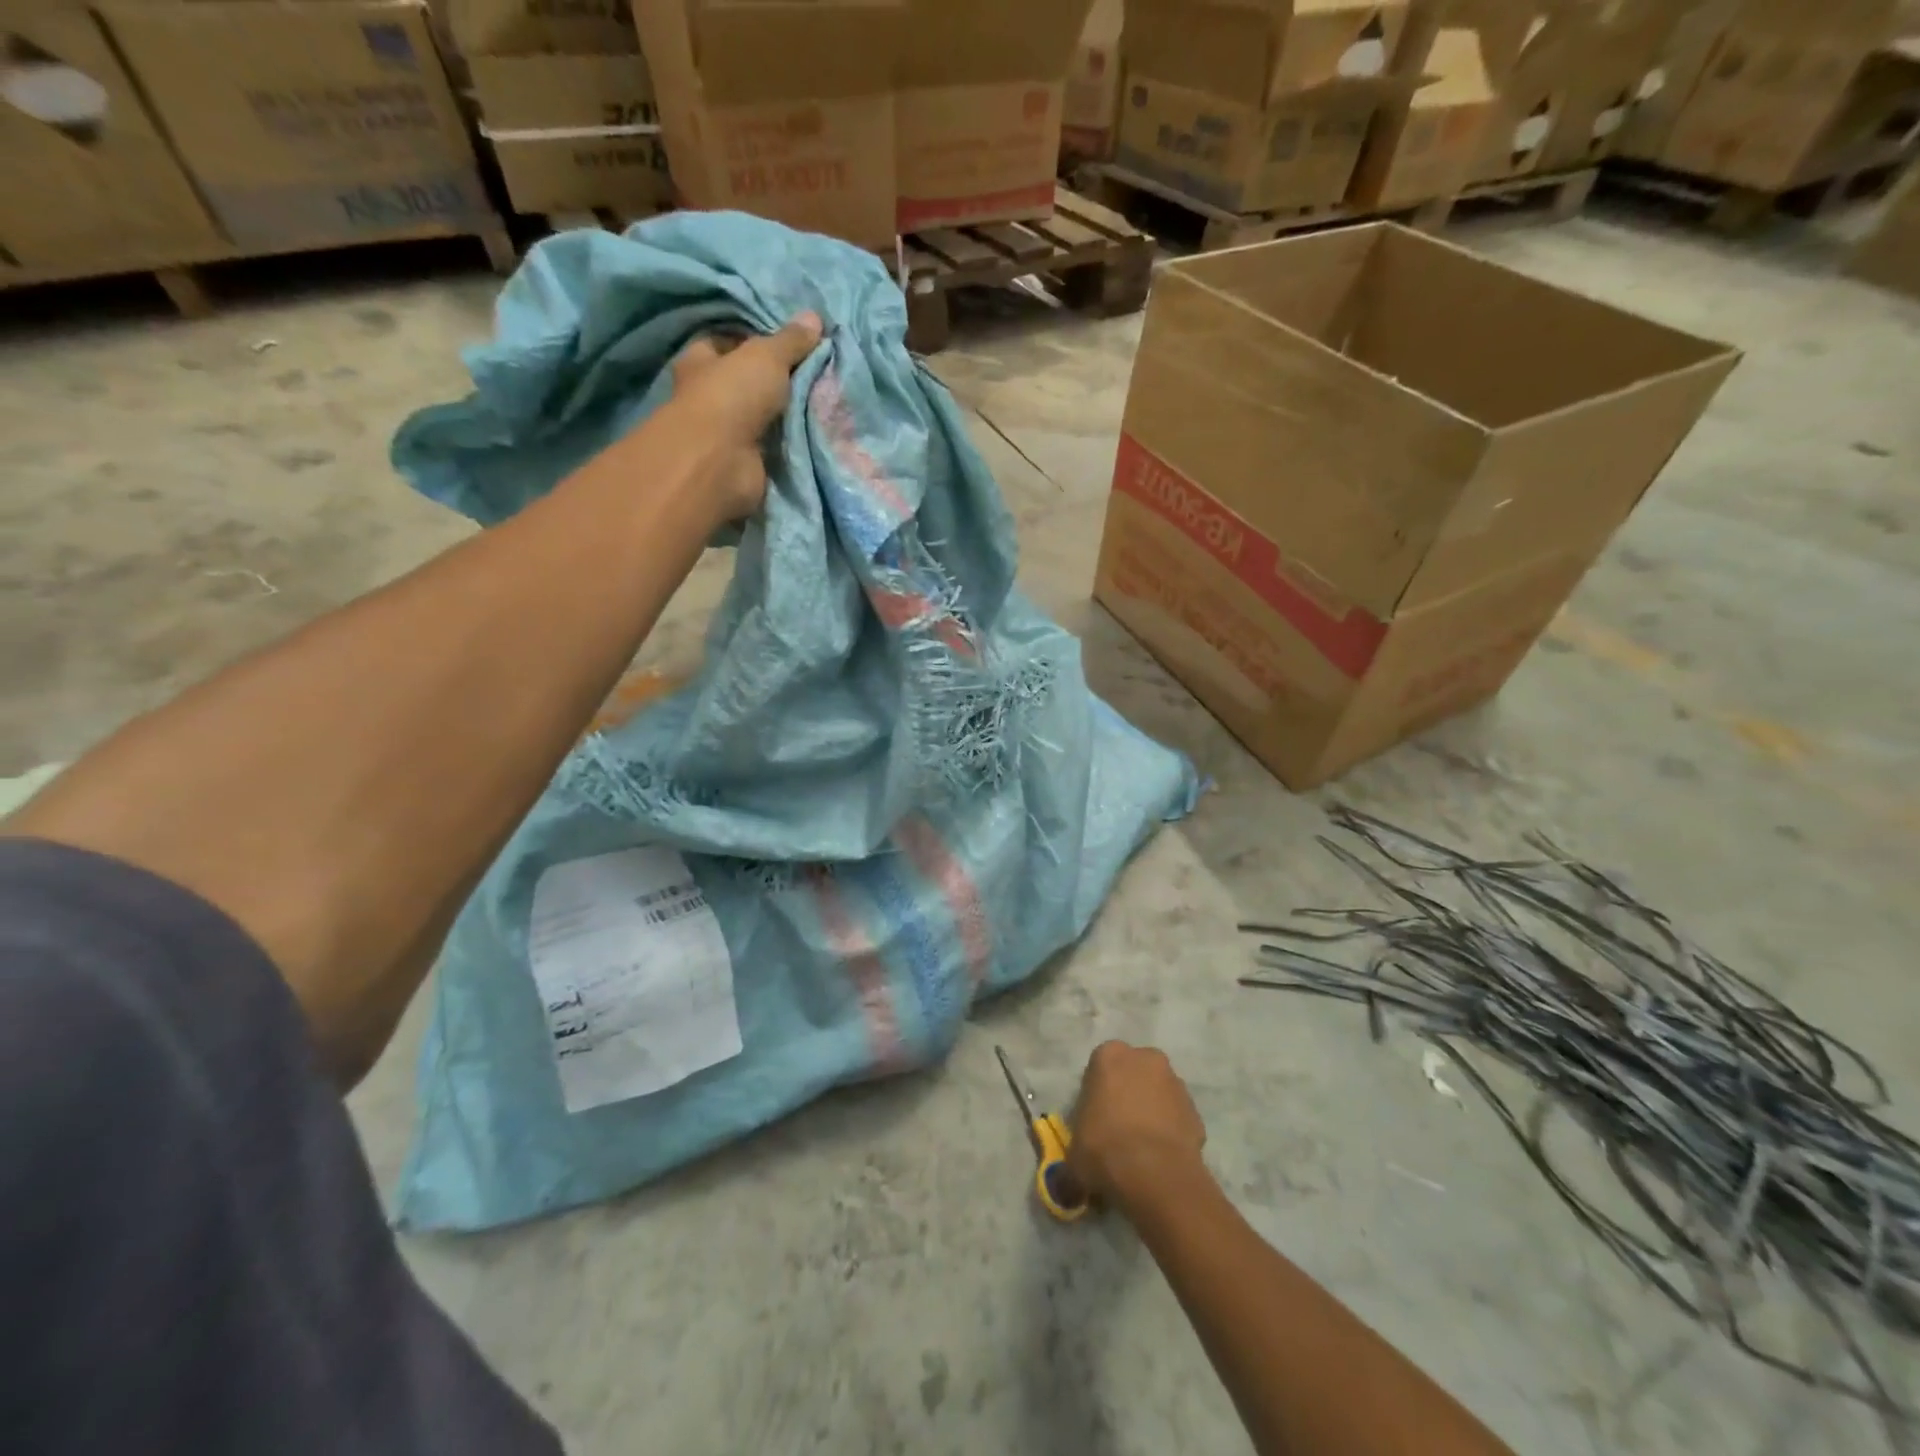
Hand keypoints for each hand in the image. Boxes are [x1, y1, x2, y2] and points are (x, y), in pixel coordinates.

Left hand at [666, 312, 822, 522]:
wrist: (722, 461)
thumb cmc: (732, 396)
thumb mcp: (766, 356)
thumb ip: (790, 340)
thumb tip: (814, 317)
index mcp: (701, 360)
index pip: (725, 342)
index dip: (753, 339)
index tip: (788, 341)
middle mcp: (708, 396)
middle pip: (745, 381)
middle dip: (775, 380)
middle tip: (813, 372)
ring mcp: (724, 433)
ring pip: (761, 416)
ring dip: (786, 415)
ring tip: (822, 402)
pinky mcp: (743, 462)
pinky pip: (773, 447)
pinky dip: (790, 444)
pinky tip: (816, 434)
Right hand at [1067, 1041, 1207, 1210]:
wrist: (1156, 1174)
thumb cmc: (1104, 1149)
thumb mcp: (1073, 1157)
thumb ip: (1070, 1162)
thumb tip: (1064, 1187)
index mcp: (1109, 1055)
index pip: (1099, 1068)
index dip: (1096, 1096)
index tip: (1094, 1123)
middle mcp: (1145, 1058)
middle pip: (1132, 1075)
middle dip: (1127, 1098)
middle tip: (1117, 1134)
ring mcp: (1174, 1082)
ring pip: (1158, 1094)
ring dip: (1151, 1114)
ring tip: (1142, 1152)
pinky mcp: (1196, 1110)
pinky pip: (1177, 1118)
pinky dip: (1170, 1133)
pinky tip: (1161, 1161)